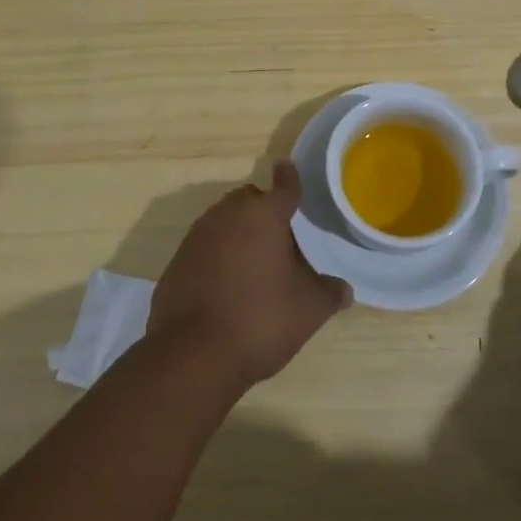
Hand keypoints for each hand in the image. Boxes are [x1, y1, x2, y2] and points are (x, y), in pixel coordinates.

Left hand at [149, 161, 350, 389]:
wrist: (192, 354)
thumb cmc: (260, 319)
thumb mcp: (308, 310)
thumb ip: (329, 293)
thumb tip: (344, 290)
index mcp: (264, 216)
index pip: (284, 186)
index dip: (290, 178)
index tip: (287, 167)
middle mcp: (228, 215)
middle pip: (249, 200)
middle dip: (263, 209)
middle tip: (279, 237)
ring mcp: (198, 236)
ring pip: (223, 220)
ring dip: (238, 231)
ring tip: (253, 262)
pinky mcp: (177, 261)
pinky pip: (204, 246)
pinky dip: (216, 255)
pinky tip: (225, 284)